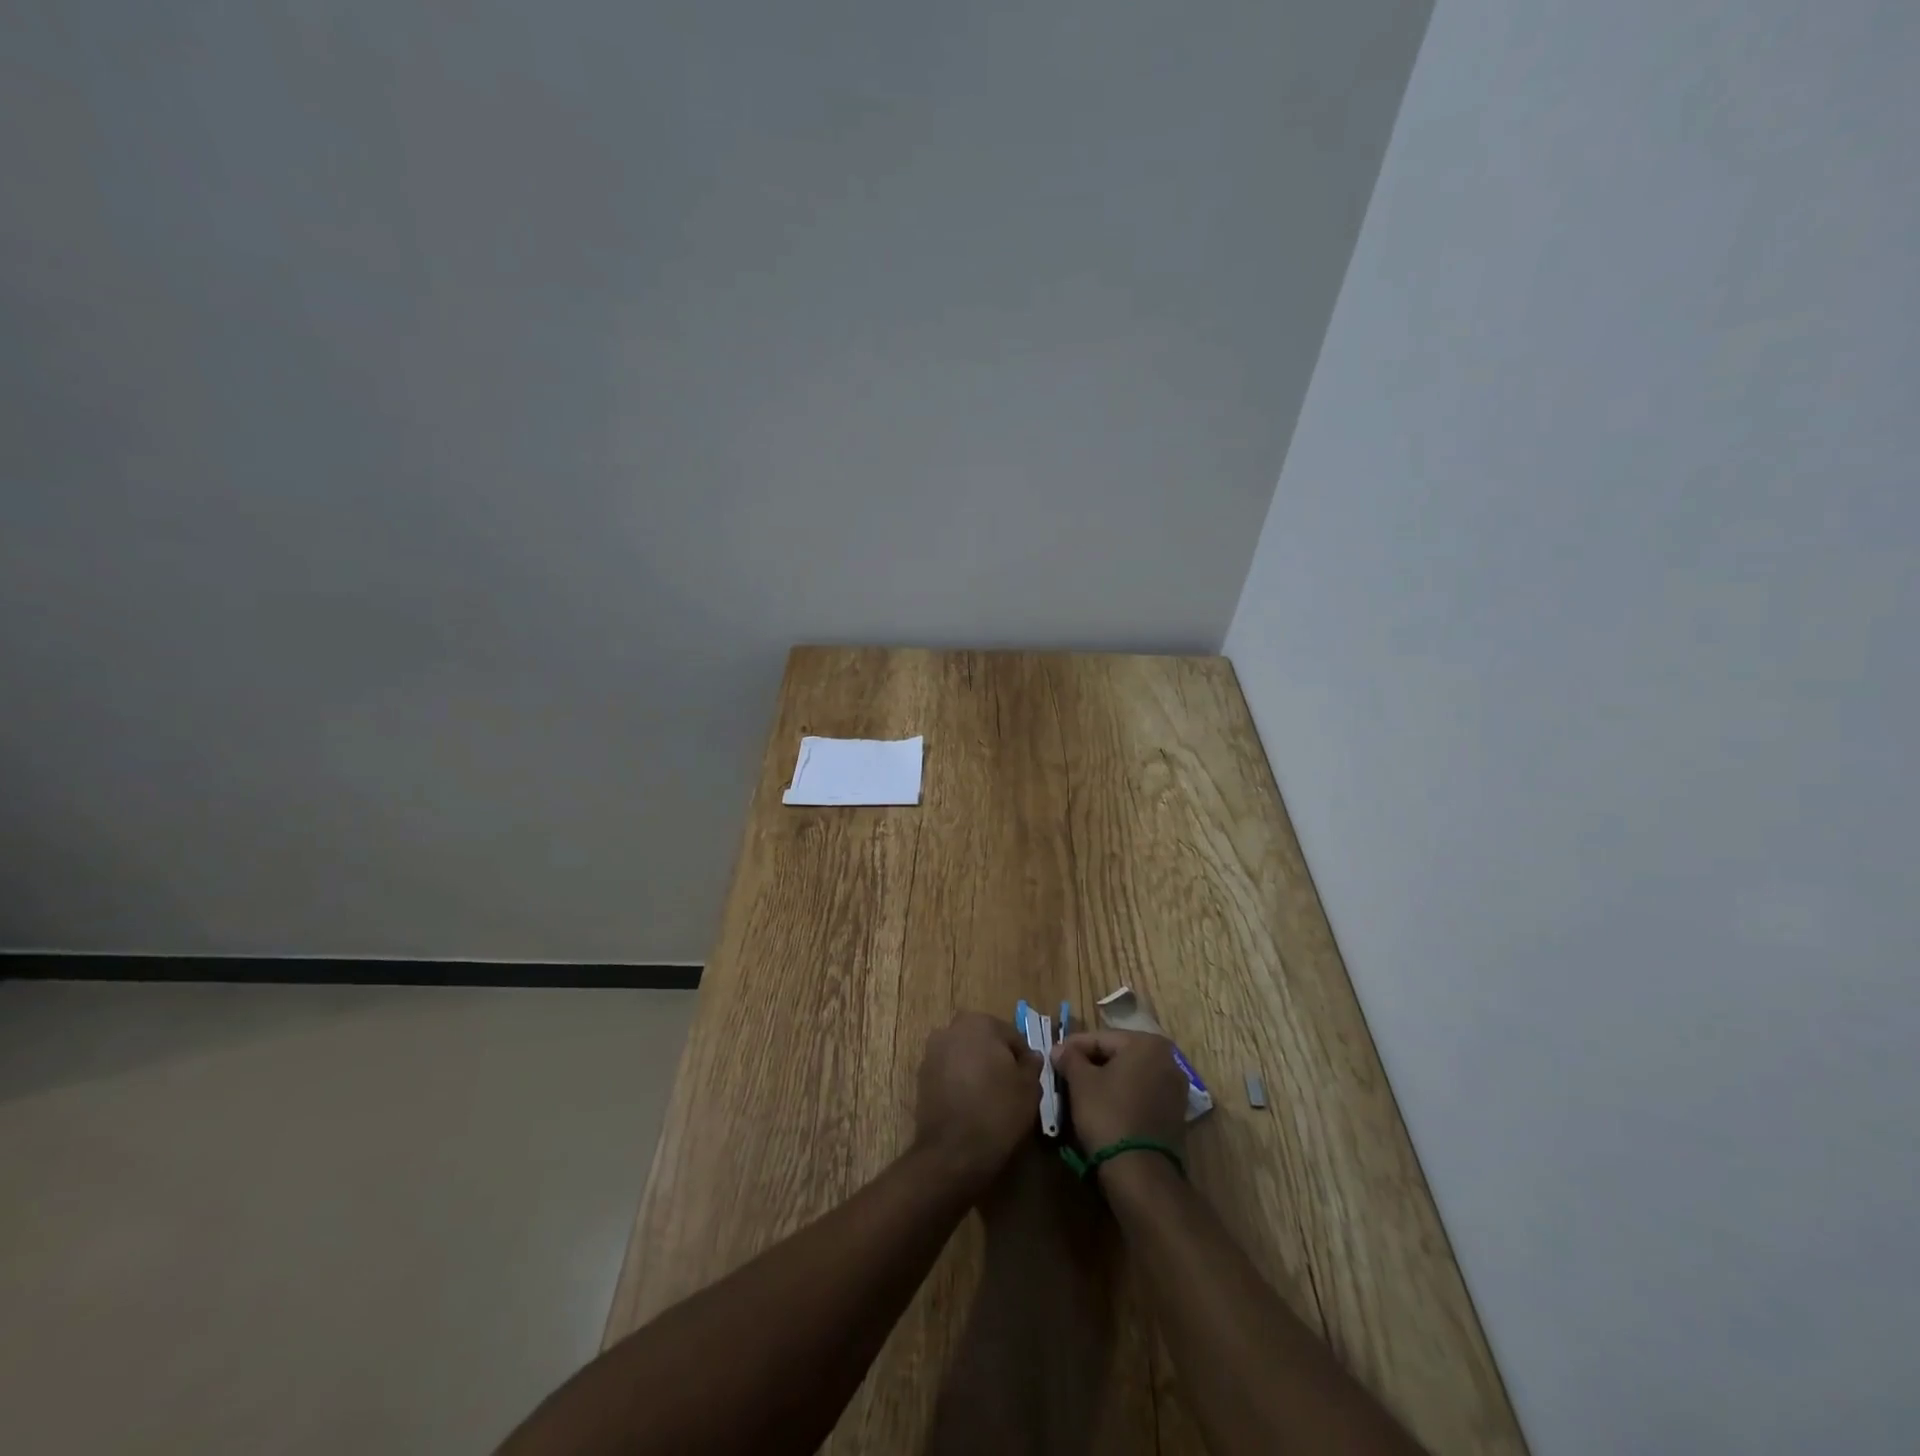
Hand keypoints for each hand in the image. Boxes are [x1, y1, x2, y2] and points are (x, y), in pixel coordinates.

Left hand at [914, 1011, 1042, 1196]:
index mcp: (979, 1023)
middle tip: (1011, 1088)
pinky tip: (970, 1105)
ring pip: (964, 1056)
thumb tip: (1031, 1056)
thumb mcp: (1029, 1088)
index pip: (1011, 1036)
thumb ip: (1031, 1065)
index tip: (1029, 1081)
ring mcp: (932, 1053)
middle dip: (997, 1059)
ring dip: (976, 1069)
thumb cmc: (997, 1112)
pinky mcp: (921, 1077)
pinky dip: (960, 1082)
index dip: (1023, 1059)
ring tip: (990, 1098)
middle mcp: (950, 1029)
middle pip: (984, 1041)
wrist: (952, 1152)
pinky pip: (949, 1073)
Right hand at [1052, 1030, 1188, 1155]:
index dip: (1074, 1047)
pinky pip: (1141, 1094)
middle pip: (1118, 1055)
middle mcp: (1168, 1060)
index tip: (1054, 1056)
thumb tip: (1059, 1049)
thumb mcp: (1081, 1082)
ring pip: (1130, 1075)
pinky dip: (1122, 1096)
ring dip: (1106, 1080)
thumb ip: (1069, 1058)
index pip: (1101, 1038)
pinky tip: (1102, 1106)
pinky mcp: (1175, 1114)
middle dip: (1091, 1063)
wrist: (1140, 1172)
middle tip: (1065, 1073)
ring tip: (1080, 1091)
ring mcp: (1175, 1088)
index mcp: (1147, 1043)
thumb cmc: (1108, 1114)